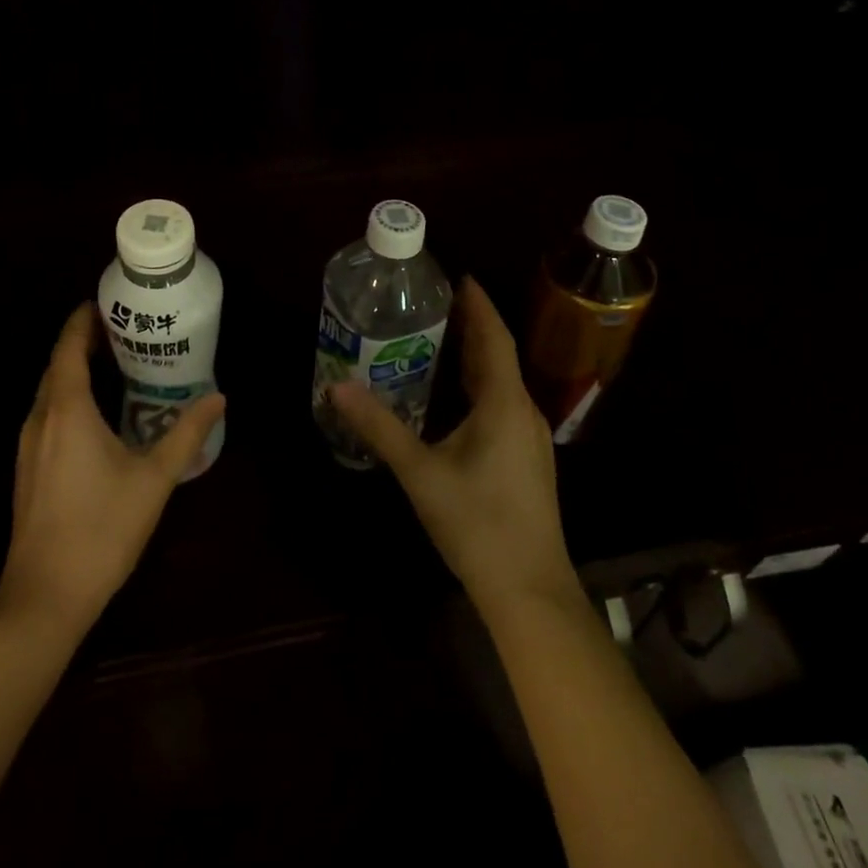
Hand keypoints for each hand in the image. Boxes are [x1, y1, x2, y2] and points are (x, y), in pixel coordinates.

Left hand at [0, 303, 224, 633]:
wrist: (44, 597)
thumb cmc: (101, 529)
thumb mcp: (154, 478)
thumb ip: (187, 434)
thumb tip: (218, 397)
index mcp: (67, 410)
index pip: (68, 346)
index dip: (83, 320)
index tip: (107, 302)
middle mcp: (41, 418)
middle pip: (58, 364)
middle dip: (84, 341)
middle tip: (124, 330)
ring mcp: (28, 445)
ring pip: (50, 391)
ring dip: (75, 370)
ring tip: (114, 363)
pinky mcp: (28, 468)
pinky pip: (48, 414)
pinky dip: (69, 397)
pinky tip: (97, 414)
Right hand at [331, 277, 576, 613]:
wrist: (530, 591)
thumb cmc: (477, 523)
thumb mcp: (420, 472)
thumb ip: (379, 427)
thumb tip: (337, 387)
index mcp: (504, 403)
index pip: (494, 337)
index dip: (478, 305)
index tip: (458, 276)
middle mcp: (523, 411)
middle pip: (498, 355)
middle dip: (471, 326)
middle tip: (435, 302)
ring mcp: (529, 437)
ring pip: (500, 381)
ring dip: (475, 356)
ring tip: (439, 337)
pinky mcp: (526, 458)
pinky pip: (501, 403)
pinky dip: (478, 384)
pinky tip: (454, 394)